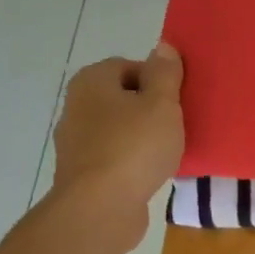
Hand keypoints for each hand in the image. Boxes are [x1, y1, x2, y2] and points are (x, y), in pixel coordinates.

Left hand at [50, 46, 184, 235]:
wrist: (101, 207)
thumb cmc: (134, 147)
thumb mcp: (162, 104)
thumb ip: (165, 74)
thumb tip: (163, 46)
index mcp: (92, 81)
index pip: (131, 66)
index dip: (158, 81)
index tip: (178, 102)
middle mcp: (77, 106)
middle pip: (123, 98)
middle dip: (150, 110)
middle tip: (177, 126)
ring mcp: (76, 142)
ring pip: (119, 129)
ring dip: (142, 138)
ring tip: (168, 153)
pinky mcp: (83, 173)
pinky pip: (115, 157)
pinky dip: (132, 162)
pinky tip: (151, 174)